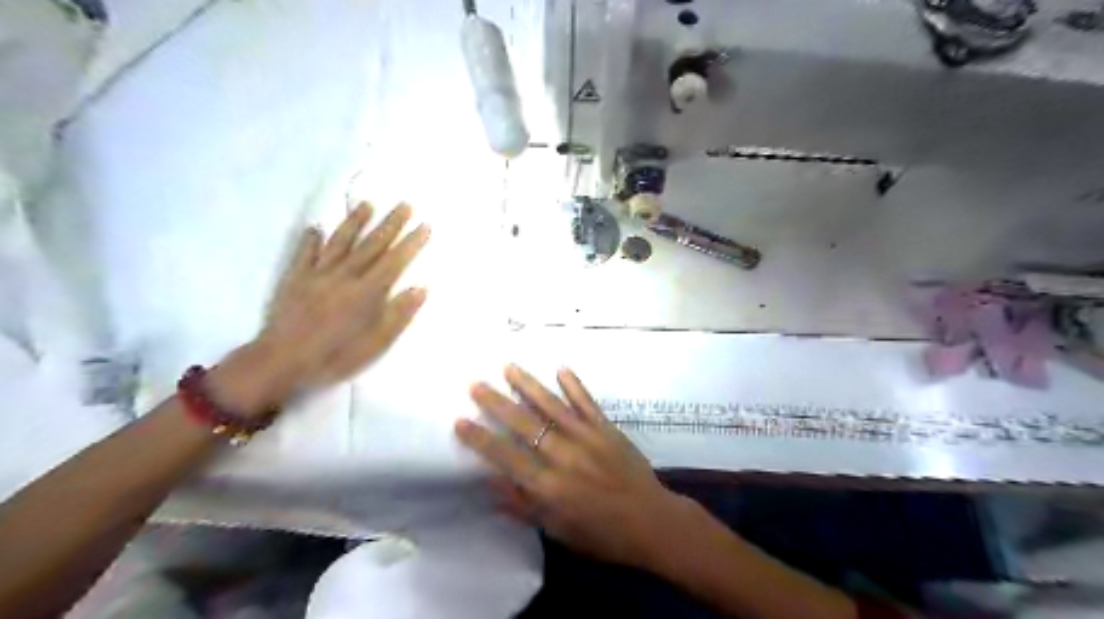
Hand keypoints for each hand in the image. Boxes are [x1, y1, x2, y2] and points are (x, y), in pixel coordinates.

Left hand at [227, 202, 426, 409]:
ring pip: (340, 241)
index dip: (412, 242)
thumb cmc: (335, 356)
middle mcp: (345, 275)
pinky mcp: (295, 278)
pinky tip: (316, 227)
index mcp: (367, 292)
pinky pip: (305, 253)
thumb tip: (420, 288)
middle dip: (391, 224)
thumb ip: (399, 315)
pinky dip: (311, 239)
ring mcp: (317, 273)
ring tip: (368, 204)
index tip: (425, 225)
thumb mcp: (376, 343)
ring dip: (355, 221)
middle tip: (405, 204)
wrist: (282, 361)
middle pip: (372, 244)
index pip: (395, 261)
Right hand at [453, 364, 686, 569]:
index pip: (506, 457)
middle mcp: (564, 456)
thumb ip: (524, 506)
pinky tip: (561, 369)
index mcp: (549, 486)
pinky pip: (587, 403)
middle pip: (525, 424)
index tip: (460, 420)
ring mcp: (587, 437)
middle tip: (476, 384)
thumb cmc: (601, 534)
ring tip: (509, 367)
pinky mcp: (607, 428)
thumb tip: (491, 483)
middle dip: (497, 403)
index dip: (481, 439)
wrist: (650, 522)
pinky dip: (574, 385)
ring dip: (529, 385)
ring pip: (552, 406)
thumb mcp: (558, 530)